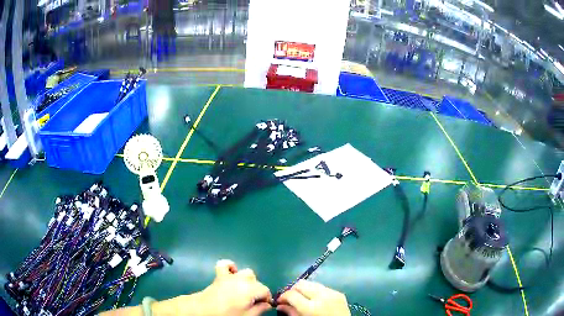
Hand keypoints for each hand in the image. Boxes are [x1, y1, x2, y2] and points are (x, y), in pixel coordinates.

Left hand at [197, 259, 271, 315]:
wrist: (203, 310)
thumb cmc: (227, 314)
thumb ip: (260, 309)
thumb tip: (266, 305)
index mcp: (251, 289)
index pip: (266, 291)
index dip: (267, 299)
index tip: (263, 307)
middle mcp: (242, 279)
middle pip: (257, 282)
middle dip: (257, 291)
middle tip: (253, 303)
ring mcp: (230, 276)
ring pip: (245, 273)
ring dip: (248, 281)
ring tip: (244, 292)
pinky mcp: (219, 275)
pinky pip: (225, 265)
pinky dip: (230, 267)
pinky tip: (232, 275)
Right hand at [276, 280, 350, 315]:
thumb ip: (291, 313)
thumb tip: (280, 305)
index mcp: (311, 307)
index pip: (291, 294)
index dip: (283, 296)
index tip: (280, 301)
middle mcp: (322, 296)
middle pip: (301, 284)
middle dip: (293, 290)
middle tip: (290, 299)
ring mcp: (332, 293)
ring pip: (312, 283)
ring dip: (305, 290)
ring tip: (302, 299)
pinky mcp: (339, 293)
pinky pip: (323, 288)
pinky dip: (316, 292)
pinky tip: (315, 301)